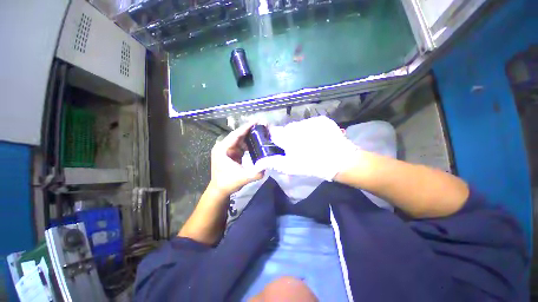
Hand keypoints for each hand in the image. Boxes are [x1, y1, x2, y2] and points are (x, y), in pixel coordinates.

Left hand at [209, 122, 264, 195]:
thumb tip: (268, 166)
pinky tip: (255, 144)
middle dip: (249, 131)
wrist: (219, 190)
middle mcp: (222, 147)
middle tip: (261, 127)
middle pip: (238, 135)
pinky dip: (247, 144)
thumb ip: (257, 173)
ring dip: (249, 138)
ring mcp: (225, 150)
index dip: (246, 127)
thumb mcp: (243, 178)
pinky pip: (239, 146)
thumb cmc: (228, 183)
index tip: (256, 121)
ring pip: (239, 140)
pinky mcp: (229, 153)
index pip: (236, 135)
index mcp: (222, 149)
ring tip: (261, 135)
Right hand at [260, 116, 358, 180]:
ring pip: (299, 125)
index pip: (273, 132)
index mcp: (286, 136)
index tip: (280, 144)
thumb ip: (272, 162)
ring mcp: (310, 121)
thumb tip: (257, 163)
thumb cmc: (311, 165)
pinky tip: (318, 138)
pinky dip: (311, 129)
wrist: (340, 160)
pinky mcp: (322, 119)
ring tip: (309, 143)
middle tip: (297, 147)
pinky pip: (311, 123)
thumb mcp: (290, 166)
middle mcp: (296, 125)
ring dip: (300, 133)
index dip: (275, 137)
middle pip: (287, 129)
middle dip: (289, 136)